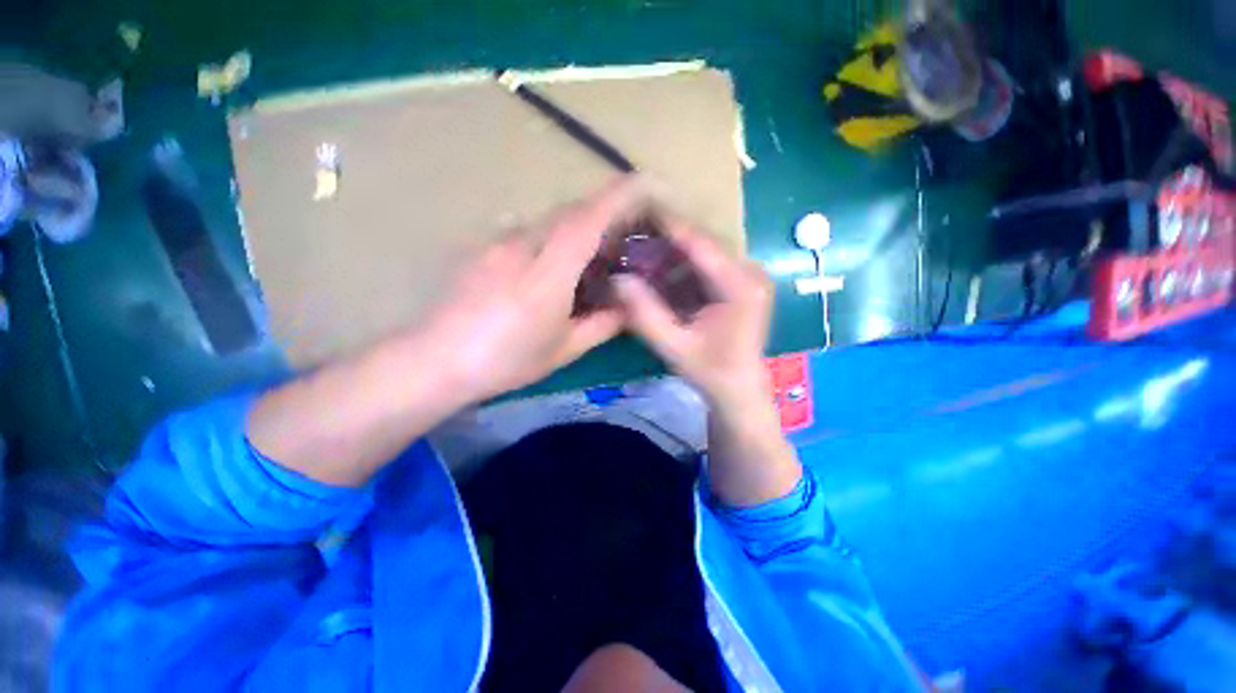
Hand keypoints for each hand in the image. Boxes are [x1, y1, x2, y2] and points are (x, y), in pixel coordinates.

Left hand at [419, 178, 641, 402]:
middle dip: (604, 213)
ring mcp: (499, 242)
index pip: (588, 221)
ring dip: (578, 227)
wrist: (437, 360)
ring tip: (591, 255)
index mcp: (547, 275)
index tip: (647, 184)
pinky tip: (551, 265)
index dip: (620, 197)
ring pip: (550, 219)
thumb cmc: (505, 361)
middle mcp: (522, 246)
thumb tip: (628, 307)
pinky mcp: (484, 245)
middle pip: (572, 211)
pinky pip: (529, 230)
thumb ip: (602, 325)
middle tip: (624, 236)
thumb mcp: (563, 350)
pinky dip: (553, 237)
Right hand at [615, 215, 798, 506]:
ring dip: (669, 255)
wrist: (739, 390)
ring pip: (701, 254)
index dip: (668, 225)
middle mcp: (750, 272)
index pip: (700, 243)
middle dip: (664, 241)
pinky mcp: (739, 284)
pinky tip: (656, 273)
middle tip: (630, 236)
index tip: (637, 208)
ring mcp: (747, 276)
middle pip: (701, 245)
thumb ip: (645, 314)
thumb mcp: (674, 346)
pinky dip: (680, 269)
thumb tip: (617, 280)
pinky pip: (705, 267)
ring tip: (637, 254)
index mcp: (741, 285)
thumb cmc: (711, 372)